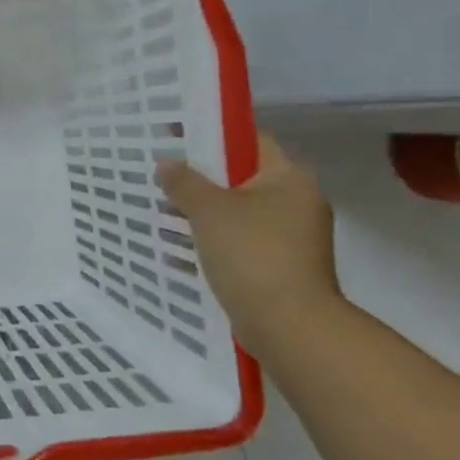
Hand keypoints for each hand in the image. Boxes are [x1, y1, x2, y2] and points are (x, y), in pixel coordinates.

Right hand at [156, 135, 340, 349]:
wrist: (289, 325)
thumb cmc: (252, 254)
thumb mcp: (209, 211)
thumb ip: (184, 183)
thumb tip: (166, 164)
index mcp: (288, 177)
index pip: (248, 140)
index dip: (209, 134)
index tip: (173, 136)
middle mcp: (297, 202)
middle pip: (241, 177)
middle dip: (200, 178)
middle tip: (162, 176)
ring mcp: (292, 237)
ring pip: (238, 212)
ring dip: (203, 213)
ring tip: (163, 212)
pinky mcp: (282, 267)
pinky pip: (240, 242)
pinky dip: (213, 241)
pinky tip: (181, 249)